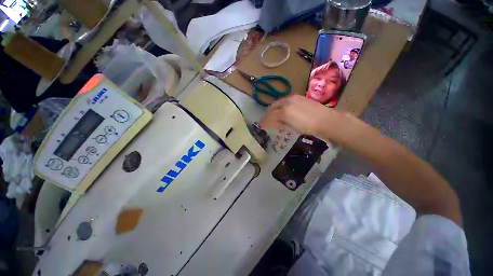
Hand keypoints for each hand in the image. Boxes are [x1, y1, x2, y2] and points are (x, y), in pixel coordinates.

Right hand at [259, 95, 341, 136]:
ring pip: (279, 103)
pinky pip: (286, 102)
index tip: (261, 125)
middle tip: (266, 121)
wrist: (327, 121)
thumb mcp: (291, 126)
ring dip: (274, 110)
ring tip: (274, 117)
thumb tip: (271, 122)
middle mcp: (288, 101)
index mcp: (285, 109)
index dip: (265, 120)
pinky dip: (281, 107)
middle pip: (273, 107)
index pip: (271, 115)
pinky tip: (284, 112)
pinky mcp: (300, 98)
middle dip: (268, 114)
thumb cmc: (308, 126)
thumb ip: (279, 122)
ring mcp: (294, 98)